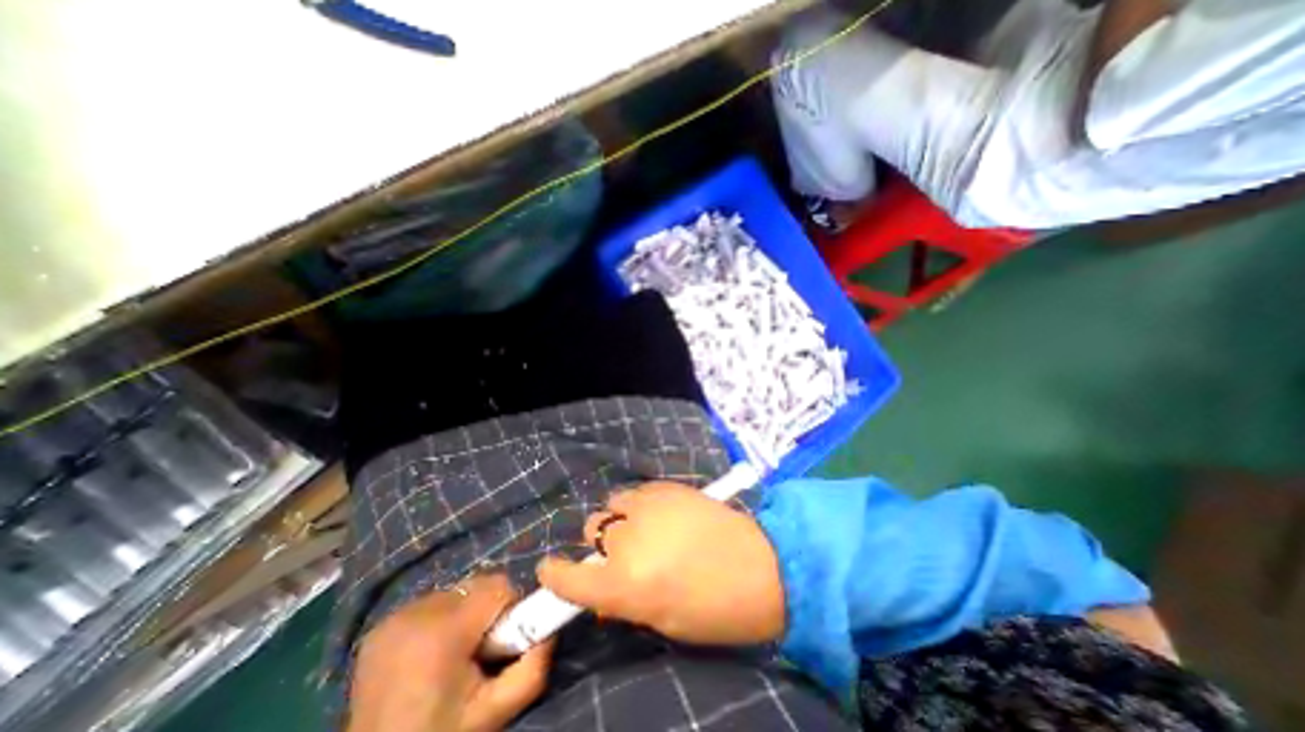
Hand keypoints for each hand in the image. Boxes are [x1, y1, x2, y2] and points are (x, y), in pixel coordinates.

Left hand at [346, 576, 549, 729]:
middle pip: (478, 586)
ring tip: (452, 656)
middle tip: (478, 654)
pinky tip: (429, 656)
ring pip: (456, 593)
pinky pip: (431, 604)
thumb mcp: (495, 711)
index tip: (502, 645)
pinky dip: (440, 621)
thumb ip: (534, 667)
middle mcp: (416, 612)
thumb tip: (551, 630)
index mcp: (443, 630)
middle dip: (488, 611)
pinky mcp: (380, 625)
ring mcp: (394, 617)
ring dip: (465, 615)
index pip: (499, 586)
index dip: (509, 611)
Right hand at [532, 483, 776, 642]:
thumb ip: (626, 599)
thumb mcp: (662, 618)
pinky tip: (662, 512)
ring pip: (613, 505)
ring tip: (645, 526)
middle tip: (625, 550)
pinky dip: (640, 503)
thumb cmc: (714, 609)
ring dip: (621, 519)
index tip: (551, 569)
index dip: (555, 574)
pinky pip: (637, 492)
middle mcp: (627, 542)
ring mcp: (647, 508)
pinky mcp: (665, 487)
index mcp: (624, 586)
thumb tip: (606, 590)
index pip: (570, 579)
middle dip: (602, 543)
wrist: (761, 565)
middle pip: (593, 530)